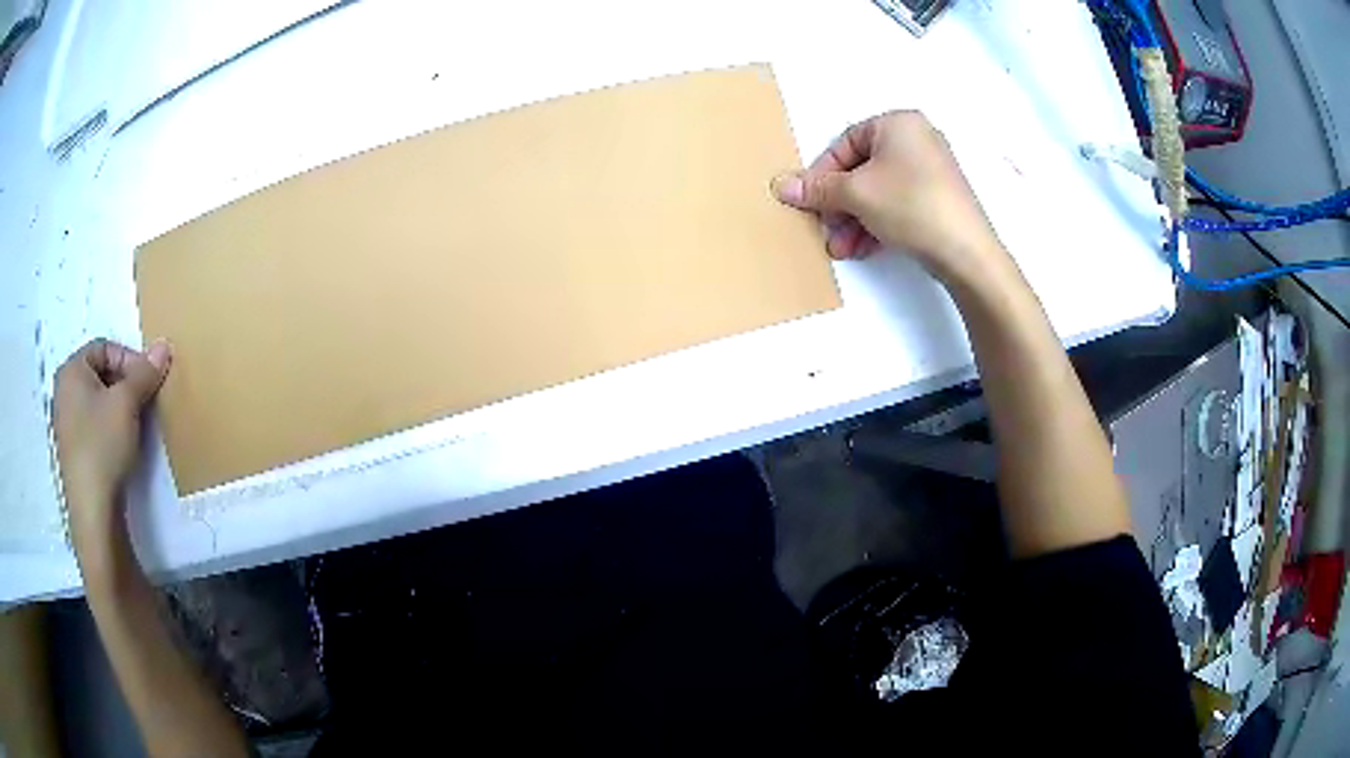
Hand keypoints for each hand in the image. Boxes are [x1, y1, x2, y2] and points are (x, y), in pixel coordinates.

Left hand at [54, 338, 170, 561]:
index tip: (147, 383)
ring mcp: (66, 425)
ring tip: (135, 427)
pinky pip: (93, 426)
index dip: (129, 359)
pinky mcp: (73, 453)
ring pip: (97, 402)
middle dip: (124, 386)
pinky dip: (109, 430)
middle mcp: (64, 391)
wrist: (93, 513)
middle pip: (100, 374)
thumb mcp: (127, 404)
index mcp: (71, 370)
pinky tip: (121, 448)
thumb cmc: (103, 446)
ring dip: (118, 409)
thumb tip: (163, 347)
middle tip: (144, 403)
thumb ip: (144, 373)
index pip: (104, 347)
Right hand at [773, 111, 1006, 288]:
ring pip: (878, 191)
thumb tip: (782, 186)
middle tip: (826, 231)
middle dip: (839, 205)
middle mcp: (917, 139)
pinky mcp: (939, 199)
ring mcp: (931, 170)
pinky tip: (863, 249)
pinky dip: (877, 223)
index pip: (846, 143)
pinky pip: (897, 204)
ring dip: (854, 220)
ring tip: (842, 249)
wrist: (967, 252)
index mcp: (898, 123)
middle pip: (861, 170)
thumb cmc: (910, 205)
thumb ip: (817, 189)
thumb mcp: (856, 194)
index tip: (810, 201)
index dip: (823, 173)